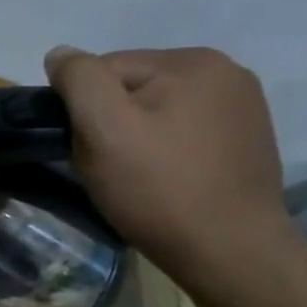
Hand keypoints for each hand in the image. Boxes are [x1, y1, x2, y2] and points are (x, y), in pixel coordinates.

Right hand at [43, 45, 294, 277]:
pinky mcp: (245, 139)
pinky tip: (165, 177)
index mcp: (192, 61)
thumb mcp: (103, 127)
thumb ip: (78, 79)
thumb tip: (60, 54)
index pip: (104, 69)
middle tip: (110, 164)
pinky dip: (163, 149)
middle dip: (109, 121)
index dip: (84, 109)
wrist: (230, 252)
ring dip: (133, 136)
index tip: (90, 147)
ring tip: (136, 174)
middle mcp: (226, 73)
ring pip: (153, 110)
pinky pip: (181, 130)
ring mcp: (242, 107)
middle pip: (130, 88)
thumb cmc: (159, 187)